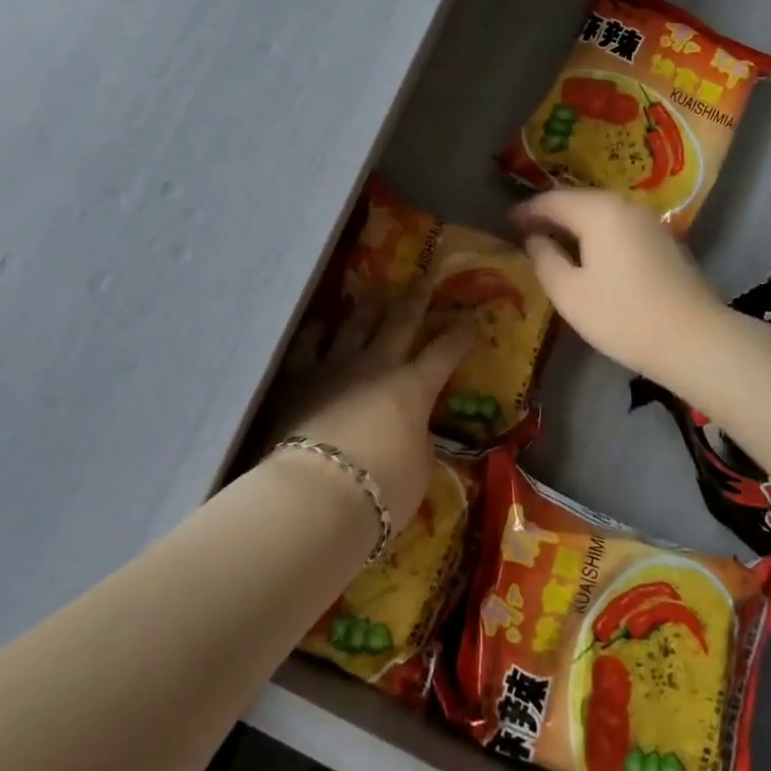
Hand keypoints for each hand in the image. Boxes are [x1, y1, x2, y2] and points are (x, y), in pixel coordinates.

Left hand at [269, 289, 473, 531]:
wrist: (318, 494)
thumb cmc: (382, 489)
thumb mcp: (419, 469)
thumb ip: (417, 442)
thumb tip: (411, 430)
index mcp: (414, 387)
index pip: (444, 353)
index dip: (459, 336)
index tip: (469, 322)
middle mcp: (377, 365)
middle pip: (400, 322)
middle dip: (416, 298)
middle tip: (424, 277)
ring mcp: (335, 366)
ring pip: (355, 323)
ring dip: (367, 306)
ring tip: (373, 293)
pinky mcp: (300, 378)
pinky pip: (309, 344)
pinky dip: (317, 331)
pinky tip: (321, 323)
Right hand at [511, 189, 722, 379]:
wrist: (694, 340)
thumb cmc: (623, 316)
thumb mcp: (569, 293)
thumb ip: (545, 259)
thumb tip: (535, 239)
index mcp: (598, 212)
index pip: (552, 200)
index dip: (526, 210)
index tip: (505, 223)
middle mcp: (625, 205)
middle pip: (579, 200)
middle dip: (550, 213)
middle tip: (525, 229)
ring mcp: (649, 221)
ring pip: (601, 212)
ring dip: (575, 222)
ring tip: (552, 239)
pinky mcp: (664, 240)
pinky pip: (619, 225)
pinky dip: (597, 232)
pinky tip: (589, 251)